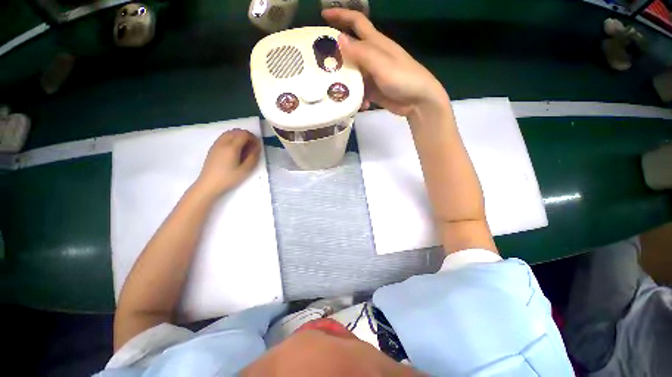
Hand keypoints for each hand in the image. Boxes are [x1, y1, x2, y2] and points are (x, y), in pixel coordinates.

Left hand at [194, 129, 260, 196]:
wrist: (209, 184)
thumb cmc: (229, 178)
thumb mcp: (245, 170)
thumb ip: (253, 157)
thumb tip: (257, 147)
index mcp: (232, 147)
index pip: (244, 134)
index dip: (253, 138)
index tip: (257, 146)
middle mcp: (223, 142)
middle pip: (237, 131)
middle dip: (247, 136)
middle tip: (252, 147)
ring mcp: (217, 144)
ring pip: (229, 133)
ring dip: (239, 136)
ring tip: (244, 148)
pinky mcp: (213, 148)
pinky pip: (224, 137)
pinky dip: (232, 138)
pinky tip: (235, 150)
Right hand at [322, 8, 449, 116]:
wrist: (418, 101)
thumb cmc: (403, 78)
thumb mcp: (381, 64)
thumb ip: (361, 53)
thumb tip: (339, 39)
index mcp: (375, 43)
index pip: (356, 22)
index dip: (341, 15)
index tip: (323, 15)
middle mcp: (372, 56)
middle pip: (350, 51)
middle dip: (337, 55)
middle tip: (321, 65)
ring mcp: (372, 74)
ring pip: (353, 73)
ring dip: (345, 81)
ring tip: (335, 90)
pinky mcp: (374, 89)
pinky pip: (360, 91)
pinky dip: (357, 97)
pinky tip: (359, 104)